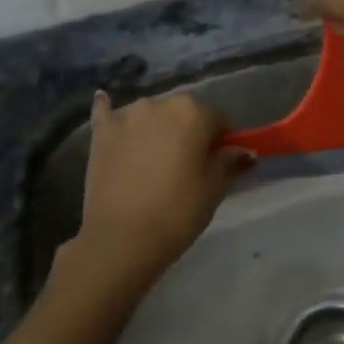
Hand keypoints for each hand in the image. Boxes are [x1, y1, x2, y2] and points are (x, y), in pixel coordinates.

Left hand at [49, 91, 252, 309]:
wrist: (121, 239)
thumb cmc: (177, 212)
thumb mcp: (214, 188)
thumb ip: (229, 162)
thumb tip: (243, 151)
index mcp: (193, 112)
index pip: (218, 120)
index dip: (223, 142)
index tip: (220, 164)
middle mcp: (159, 103)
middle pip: (184, 113)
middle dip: (190, 133)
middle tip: (188, 167)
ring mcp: (126, 115)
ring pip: (151, 115)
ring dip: (157, 129)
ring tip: (154, 160)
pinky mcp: (100, 132)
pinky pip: (107, 112)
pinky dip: (110, 110)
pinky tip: (106, 103)